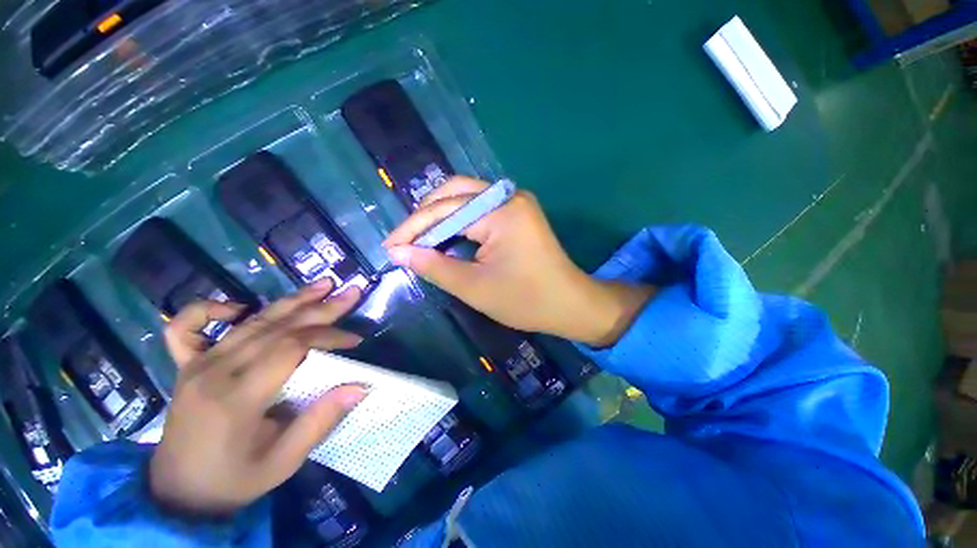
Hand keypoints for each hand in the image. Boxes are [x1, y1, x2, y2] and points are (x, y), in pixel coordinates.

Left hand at [151, 281, 367, 516]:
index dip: (328, 337)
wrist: (178, 494)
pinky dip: (208, 310)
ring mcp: (196, 365)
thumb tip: (360, 385)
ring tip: (323, 285)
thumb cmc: (235, 480)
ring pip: (251, 322)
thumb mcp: (284, 462)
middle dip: (321, 308)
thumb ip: (320, 421)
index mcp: (237, 398)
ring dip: (291, 301)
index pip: (291, 348)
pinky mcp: (185, 366)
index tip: (355, 341)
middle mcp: (214, 372)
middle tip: (351, 292)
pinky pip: (186, 328)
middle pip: (276, 327)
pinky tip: (237, 307)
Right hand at [383, 177, 653, 346]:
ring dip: (441, 216)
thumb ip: (434, 266)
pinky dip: (459, 220)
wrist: (571, 304)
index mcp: (501, 211)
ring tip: (420, 239)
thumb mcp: (475, 287)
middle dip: (425, 216)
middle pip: (454, 192)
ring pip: (466, 197)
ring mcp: (516, 201)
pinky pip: (480, 207)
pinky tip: (446, 235)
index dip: (413, 229)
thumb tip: (398, 252)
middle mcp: (509, 196)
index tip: (389, 247)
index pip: (444, 211)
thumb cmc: (526, 300)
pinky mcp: (518, 211)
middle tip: (405, 242)